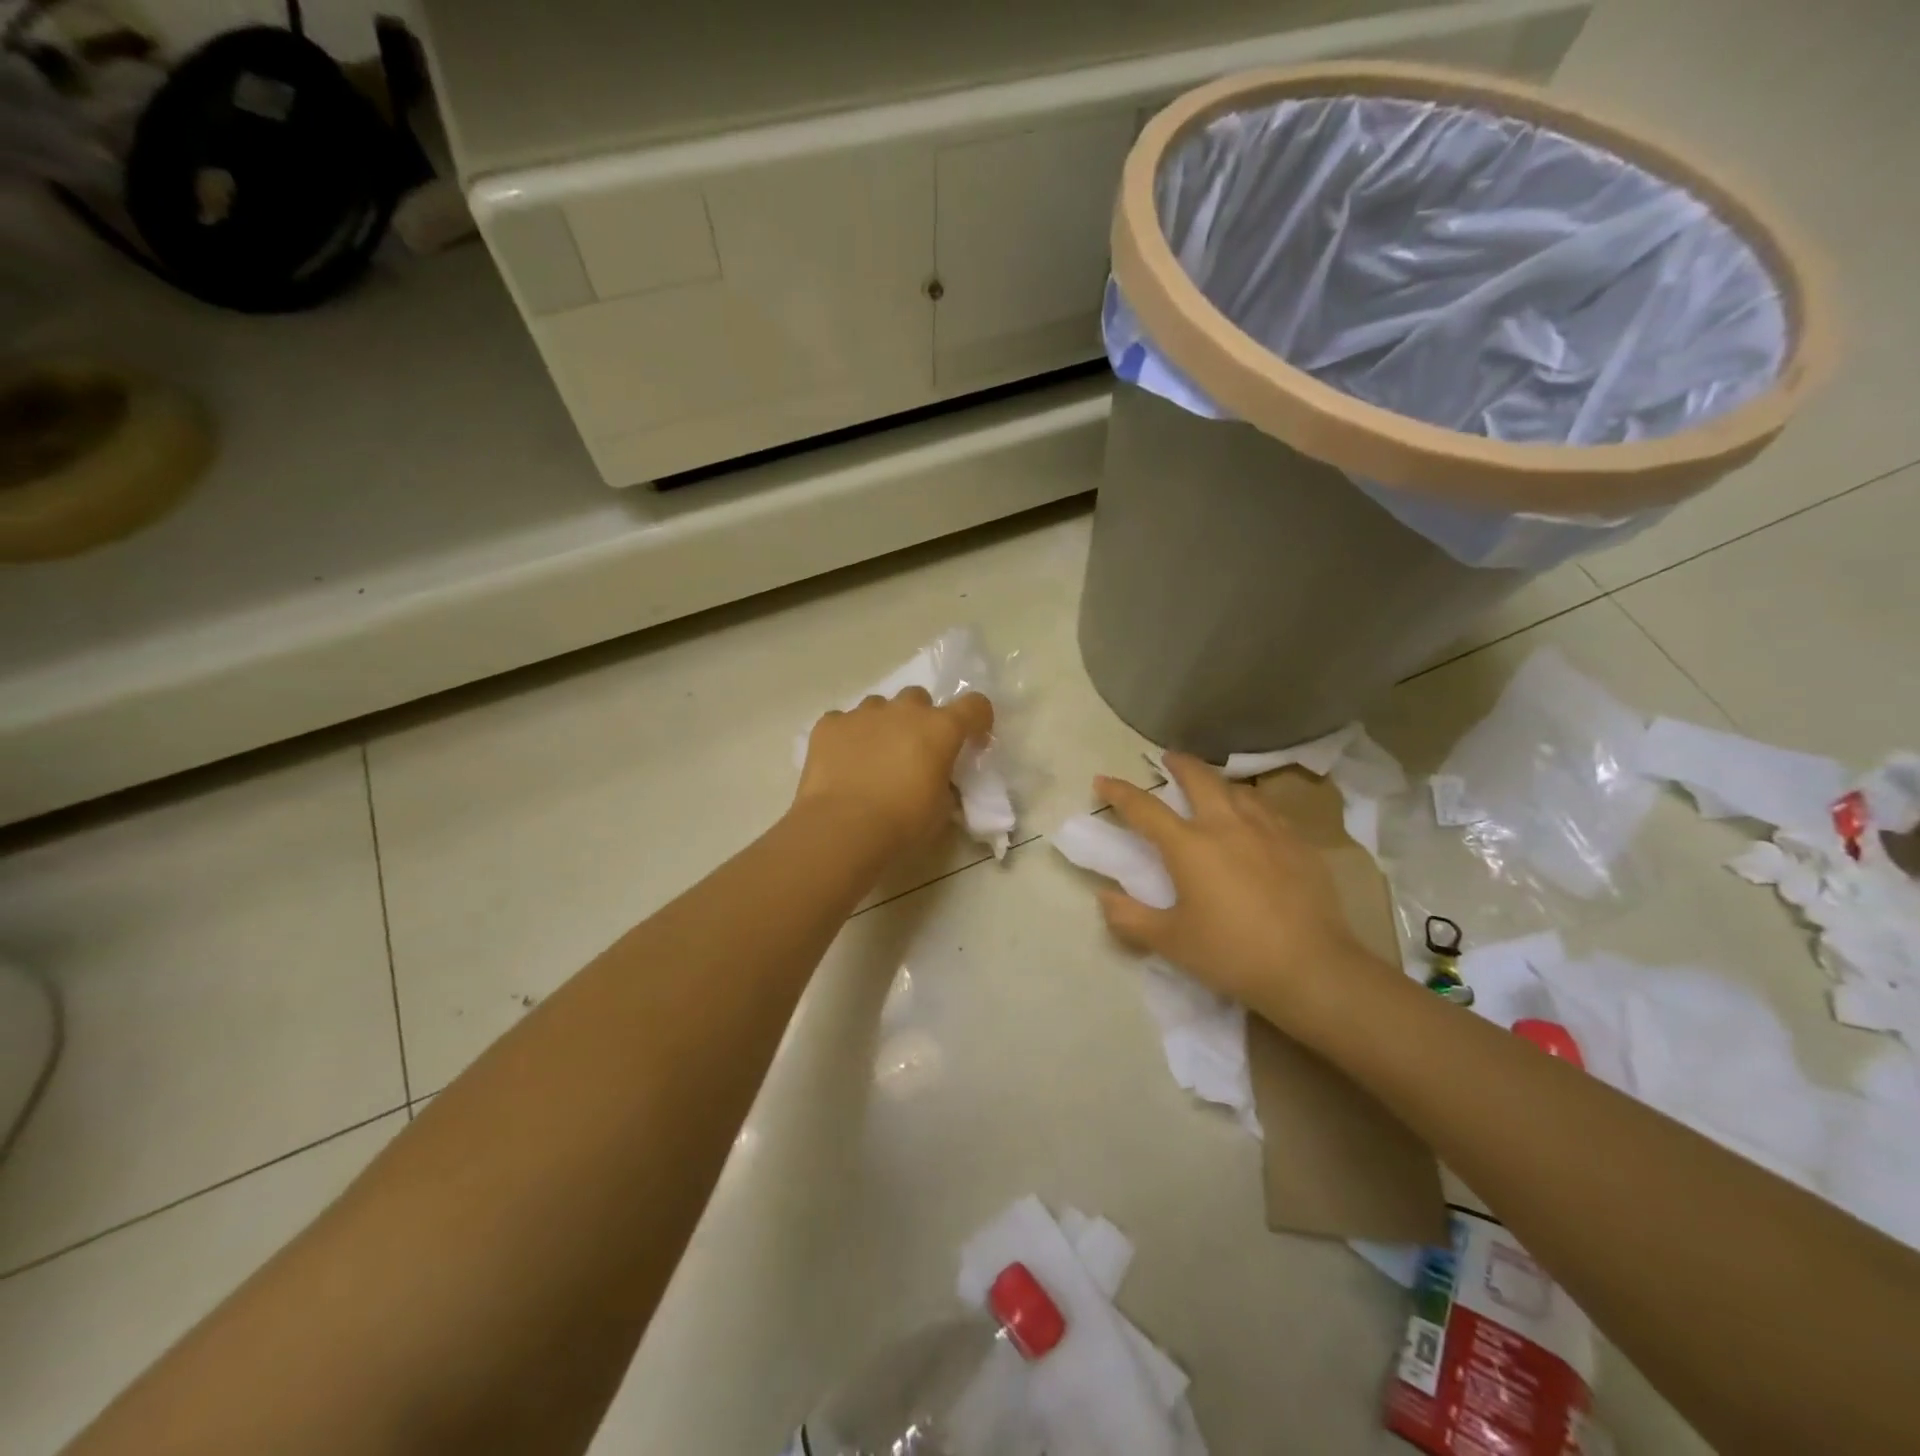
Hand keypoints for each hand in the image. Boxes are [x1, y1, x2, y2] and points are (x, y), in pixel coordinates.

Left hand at [795, 687, 993, 850]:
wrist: (843, 829)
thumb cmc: (903, 823)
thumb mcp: (941, 811)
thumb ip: (946, 786)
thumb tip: (941, 783)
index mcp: (940, 729)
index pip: (974, 706)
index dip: (977, 720)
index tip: (971, 741)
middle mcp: (904, 711)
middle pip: (919, 698)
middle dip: (920, 719)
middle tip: (914, 751)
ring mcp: (863, 714)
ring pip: (879, 706)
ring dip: (883, 724)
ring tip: (874, 757)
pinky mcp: (829, 725)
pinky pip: (843, 722)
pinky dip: (847, 737)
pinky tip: (842, 763)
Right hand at [1093, 754, 1392, 1031]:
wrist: (1311, 968)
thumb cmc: (1232, 953)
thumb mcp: (1171, 942)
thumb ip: (1130, 918)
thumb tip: (1105, 897)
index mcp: (1190, 846)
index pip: (1145, 808)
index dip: (1119, 792)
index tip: (1102, 780)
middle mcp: (1227, 826)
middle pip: (1200, 779)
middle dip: (1179, 764)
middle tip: (1168, 758)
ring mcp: (1268, 831)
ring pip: (1238, 790)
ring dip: (1218, 783)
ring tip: (1212, 787)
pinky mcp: (1299, 845)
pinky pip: (1268, 812)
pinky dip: (1250, 806)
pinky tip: (1254, 821)